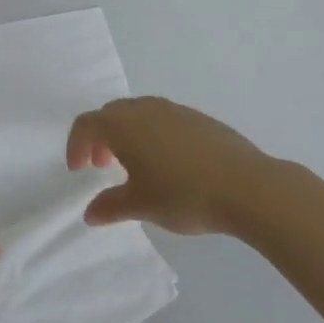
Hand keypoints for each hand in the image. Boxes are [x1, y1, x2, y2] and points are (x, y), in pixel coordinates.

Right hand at [67, 97, 283, 235]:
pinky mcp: (198, 118)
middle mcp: (145, 109)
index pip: (87, 124)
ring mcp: (174, 110)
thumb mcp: (141, 205)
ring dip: (127, 134)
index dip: (76, 145)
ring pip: (138, 113)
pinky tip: (169, 164)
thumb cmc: (184, 195)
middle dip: (100, 137)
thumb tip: (90, 213)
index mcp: (123, 125)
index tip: (80, 171)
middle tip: (103, 166)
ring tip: (136, 165)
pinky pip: (163, 118)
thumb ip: (110, 207)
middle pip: (111, 114)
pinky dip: (152, 134)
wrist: (247, 186)